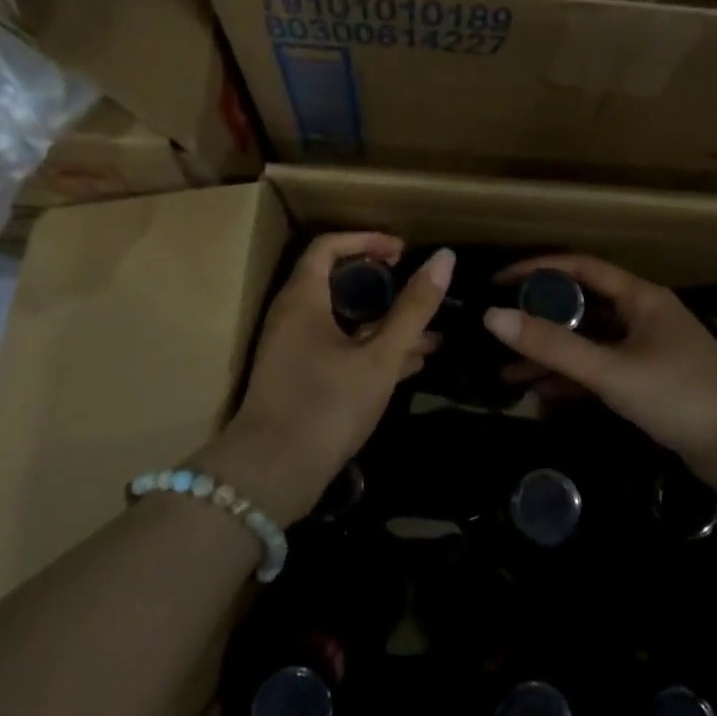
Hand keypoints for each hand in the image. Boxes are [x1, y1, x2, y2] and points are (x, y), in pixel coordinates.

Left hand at [205, 233, 451, 523]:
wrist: (272, 475)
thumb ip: (414, 309)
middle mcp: (294, 317)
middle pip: (337, 282)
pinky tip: (412, 364)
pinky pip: (341, 349)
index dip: (367, 240)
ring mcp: (295, 350)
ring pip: (344, 320)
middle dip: (382, 283)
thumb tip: (444, 258)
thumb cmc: (327, 404)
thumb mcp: (380, 356)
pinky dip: (373, 349)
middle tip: (416, 288)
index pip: (329, 246)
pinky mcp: (302, 380)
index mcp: (303, 299)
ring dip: (385, 322)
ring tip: (432, 333)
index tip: (402, 251)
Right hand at [484, 255, 716, 495]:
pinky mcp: (649, 385)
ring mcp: (646, 352)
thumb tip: (492, 317)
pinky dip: (572, 380)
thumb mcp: (611, 370)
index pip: (581, 269)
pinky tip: (540, 394)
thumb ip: (553, 345)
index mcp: (640, 298)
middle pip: (582, 307)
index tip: (499, 282)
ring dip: (552, 355)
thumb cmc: (681, 395)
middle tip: (499, 329)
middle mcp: (642, 317)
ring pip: (588, 344)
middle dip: (540, 319)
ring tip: (506, 372)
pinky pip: (600, 372)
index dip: (538, 270)